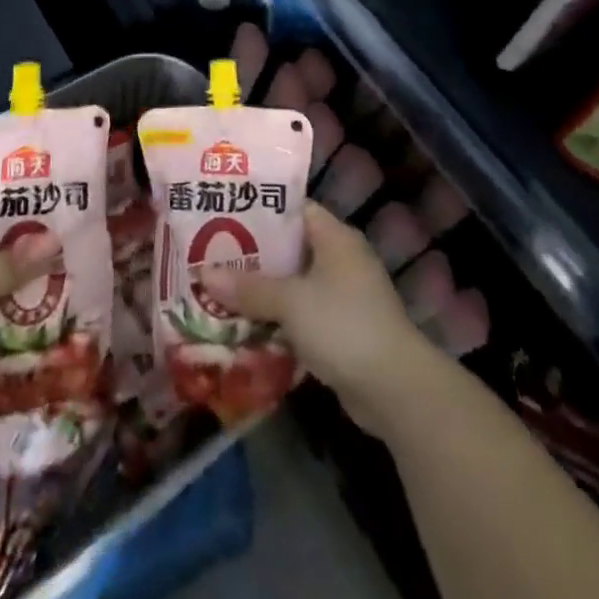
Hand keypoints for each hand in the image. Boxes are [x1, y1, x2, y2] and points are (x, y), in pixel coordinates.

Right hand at [202, 201, 435, 430]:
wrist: (396, 389)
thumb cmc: (343, 325)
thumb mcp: (291, 302)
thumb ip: (248, 287)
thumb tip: (202, 273)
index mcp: (335, 237)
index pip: (293, 209)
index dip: (259, 210)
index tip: (222, 213)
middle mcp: (341, 259)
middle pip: (289, 248)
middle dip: (253, 256)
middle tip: (210, 255)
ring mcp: (344, 296)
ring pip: (293, 284)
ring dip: (262, 291)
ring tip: (218, 291)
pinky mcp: (342, 330)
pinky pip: (302, 315)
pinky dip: (277, 319)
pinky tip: (245, 327)